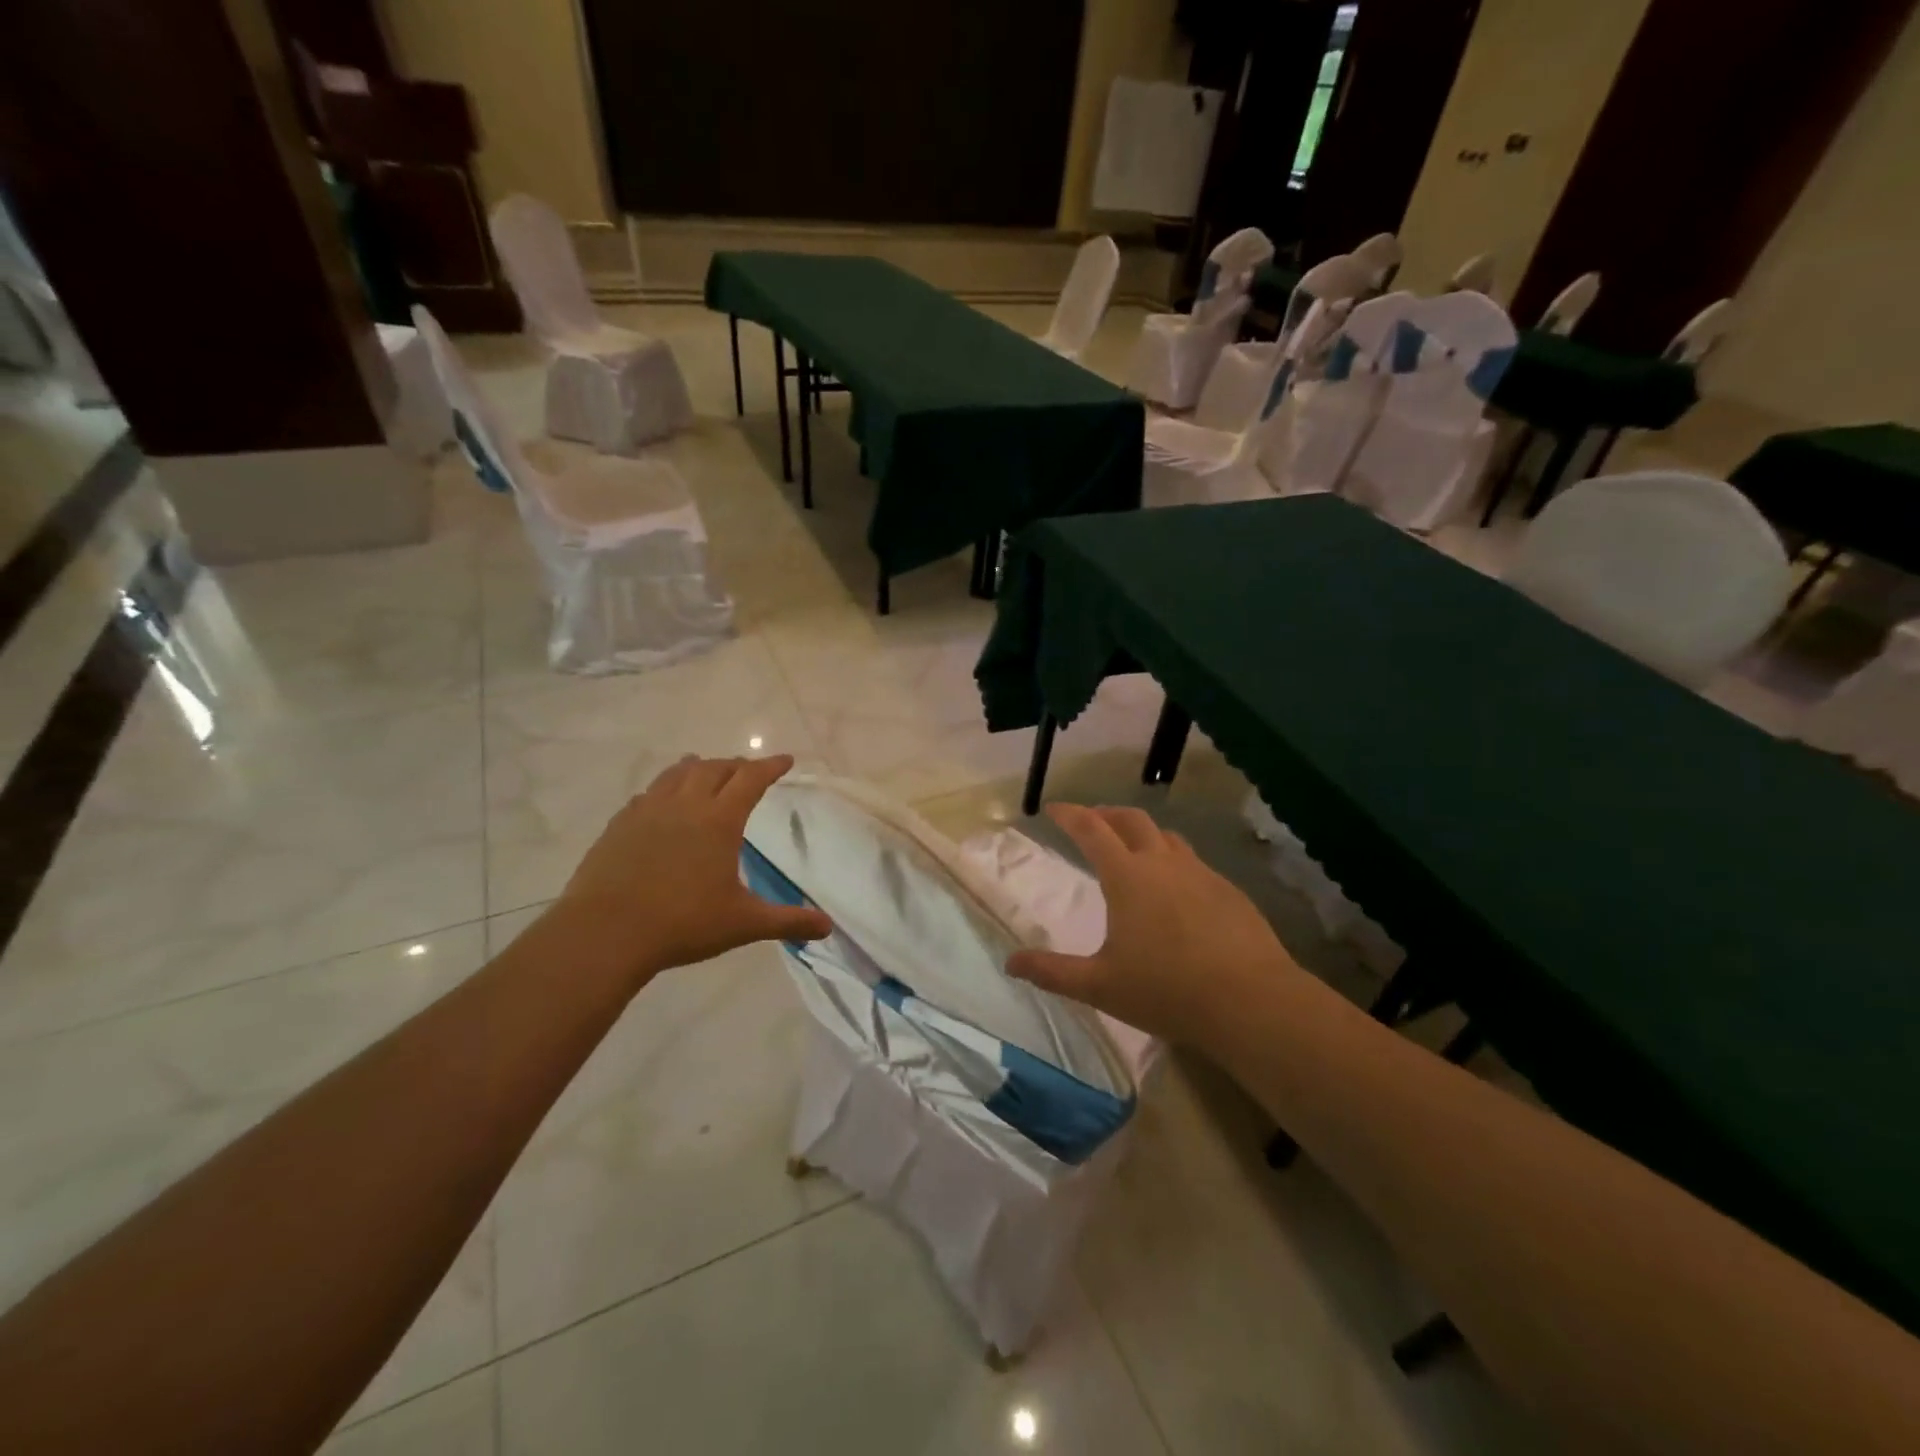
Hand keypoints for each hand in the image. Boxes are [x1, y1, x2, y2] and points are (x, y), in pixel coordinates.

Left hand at [553, 754, 831, 987]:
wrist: (605, 934)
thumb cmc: (683, 924)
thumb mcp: (743, 924)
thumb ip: (787, 921)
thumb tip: (827, 927)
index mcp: (719, 820)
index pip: (751, 779)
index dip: (770, 766)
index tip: (785, 760)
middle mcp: (685, 805)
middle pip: (715, 768)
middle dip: (736, 765)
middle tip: (749, 770)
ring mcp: (647, 811)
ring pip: (677, 774)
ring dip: (698, 767)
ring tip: (706, 768)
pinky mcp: (619, 825)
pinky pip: (647, 794)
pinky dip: (664, 788)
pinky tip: (661, 801)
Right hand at [1007, 804, 1299, 1047]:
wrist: (1251, 1001)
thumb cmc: (1166, 990)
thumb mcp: (1100, 986)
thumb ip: (1053, 972)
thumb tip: (1011, 964)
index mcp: (1127, 877)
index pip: (1091, 830)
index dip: (1070, 815)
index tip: (1054, 808)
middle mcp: (1163, 863)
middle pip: (1131, 820)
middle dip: (1107, 815)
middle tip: (1092, 821)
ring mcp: (1201, 873)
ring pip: (1167, 837)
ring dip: (1143, 833)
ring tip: (1133, 847)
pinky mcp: (1229, 891)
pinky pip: (1193, 862)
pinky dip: (1173, 860)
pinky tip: (1176, 888)